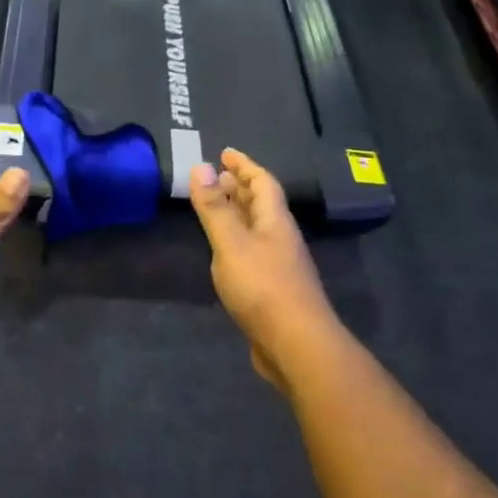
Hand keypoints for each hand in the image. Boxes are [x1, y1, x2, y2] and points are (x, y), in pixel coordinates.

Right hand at [188, 148, 336, 385]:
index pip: (262, 182)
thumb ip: (214, 208)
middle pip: (261, 203)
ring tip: (215, 206)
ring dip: (237, 212)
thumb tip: (201, 166)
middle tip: (217, 175)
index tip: (225, 152)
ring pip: (256, 227)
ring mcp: (279, 264)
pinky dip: (236, 240)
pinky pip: (252, 250)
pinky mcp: (272, 289)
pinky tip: (223, 250)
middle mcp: (280, 237)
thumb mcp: (231, 243)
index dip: (244, 165)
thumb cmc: (262, 287)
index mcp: (274, 220)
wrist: (296, 345)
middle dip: (240, 186)